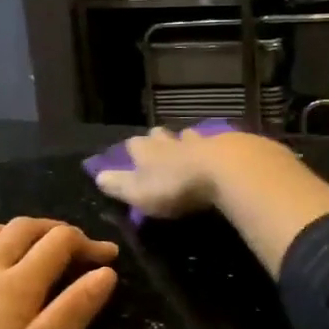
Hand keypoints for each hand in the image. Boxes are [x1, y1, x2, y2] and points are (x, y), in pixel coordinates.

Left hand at [0, 217, 118, 328]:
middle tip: (73, 248)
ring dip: (6, 231)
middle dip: (53, 230)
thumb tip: (105, 272)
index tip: (107, 257)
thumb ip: (70, 314)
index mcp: (12, 287)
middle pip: (21, 228)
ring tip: (21, 247)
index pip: (58, 244)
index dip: (87, 243)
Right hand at [93, 126, 281, 218]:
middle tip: (160, 145)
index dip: (133, 150)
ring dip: (188, 142)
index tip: (132, 153)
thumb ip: (120, 185)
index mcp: (148, 152)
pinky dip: (216, 150)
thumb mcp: (140, 192)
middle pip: (162, 136)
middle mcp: (172, 141)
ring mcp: (202, 141)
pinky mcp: (230, 146)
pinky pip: (219, 145)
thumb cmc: (176, 185)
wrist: (226, 170)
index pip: (134, 145)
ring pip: (191, 137)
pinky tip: (221, 155)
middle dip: (160, 140)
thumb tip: (98, 176)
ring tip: (190, 147)